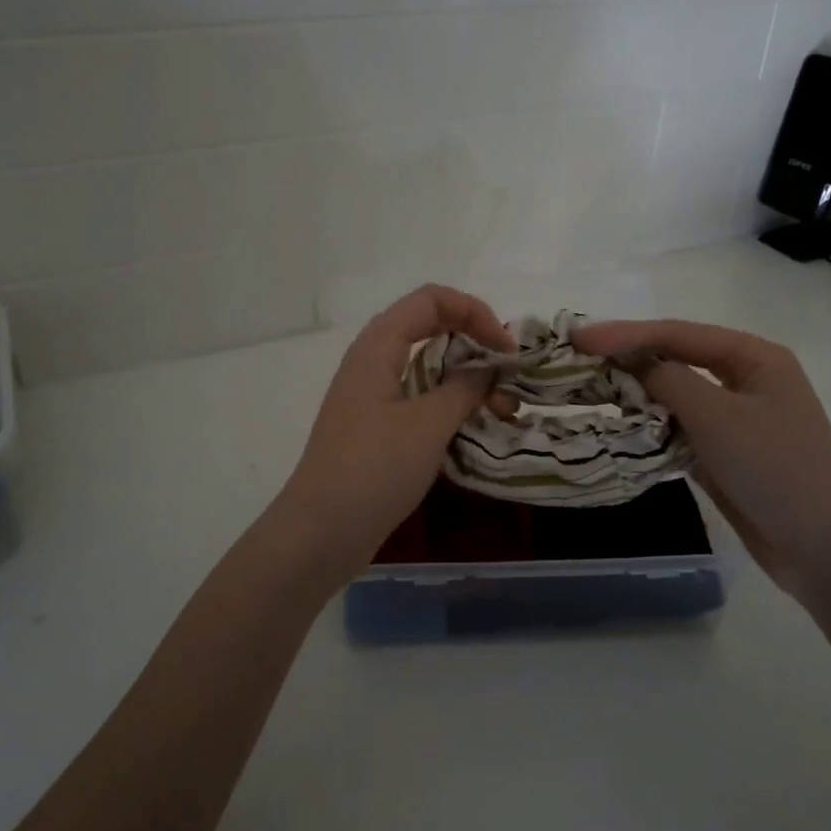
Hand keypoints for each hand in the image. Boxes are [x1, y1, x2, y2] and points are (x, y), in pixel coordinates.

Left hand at [274, 285, 513, 579]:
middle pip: (430, 327)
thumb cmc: (374, 469)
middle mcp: (372, 361)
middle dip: (475, 343)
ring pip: (427, 366)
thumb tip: (488, 368)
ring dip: (467, 378)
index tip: (506, 349)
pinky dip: (450, 404)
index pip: (432, 299)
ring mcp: (372, 395)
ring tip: (502, 409)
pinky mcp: (376, 426)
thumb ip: (464, 387)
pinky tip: (475, 427)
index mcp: (378, 346)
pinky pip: (419, 397)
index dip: (475, 312)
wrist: (322, 531)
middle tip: (509, 376)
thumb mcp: (428, 424)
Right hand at [573, 319, 830, 600]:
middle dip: (628, 356)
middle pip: (676, 357)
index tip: (577, 337)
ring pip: (674, 392)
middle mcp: (745, 379)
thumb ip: (669, 380)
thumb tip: (631, 364)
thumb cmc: (776, 469)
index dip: (625, 333)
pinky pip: (678, 426)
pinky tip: (620, 423)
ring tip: (589, 386)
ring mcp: (735, 417)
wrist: (824, 548)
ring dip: (636, 390)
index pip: (678, 333)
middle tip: (577, 357)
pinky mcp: (725, 451)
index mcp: (754, 357)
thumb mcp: (717, 416)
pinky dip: (650, 423)